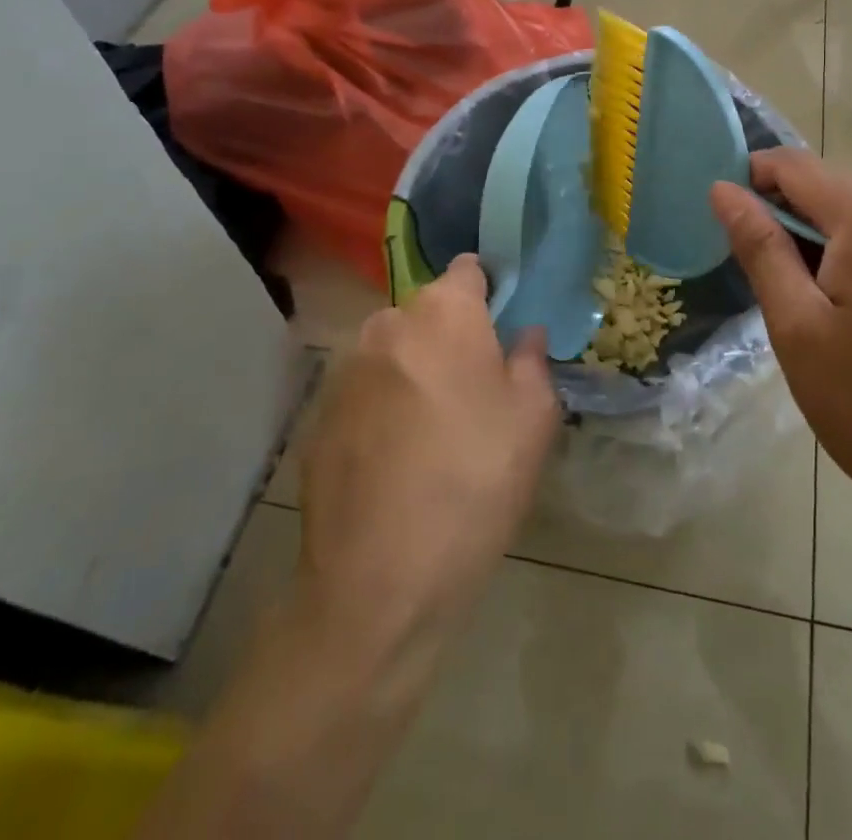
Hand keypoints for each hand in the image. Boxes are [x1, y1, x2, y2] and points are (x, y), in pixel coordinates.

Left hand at [295, 254, 561, 656]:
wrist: (378, 581)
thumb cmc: (475, 484)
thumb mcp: (533, 420)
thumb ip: (532, 359)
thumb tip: (524, 335)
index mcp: (443, 314)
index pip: (468, 270)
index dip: (489, 291)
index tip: (503, 326)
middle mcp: (387, 325)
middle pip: (428, 310)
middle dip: (451, 334)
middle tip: (476, 387)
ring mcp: (346, 369)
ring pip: (394, 350)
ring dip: (415, 368)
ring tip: (435, 427)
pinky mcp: (318, 414)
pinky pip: (365, 390)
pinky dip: (383, 404)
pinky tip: (397, 457)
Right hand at [709, 149, 851, 555]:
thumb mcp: (796, 325)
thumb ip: (760, 247)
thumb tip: (724, 190)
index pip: (794, 165)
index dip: (749, 179)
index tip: (720, 221)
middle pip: (826, 188)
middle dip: (780, 213)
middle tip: (750, 271)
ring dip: (812, 240)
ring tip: (789, 297)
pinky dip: (846, 259)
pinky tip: (837, 312)